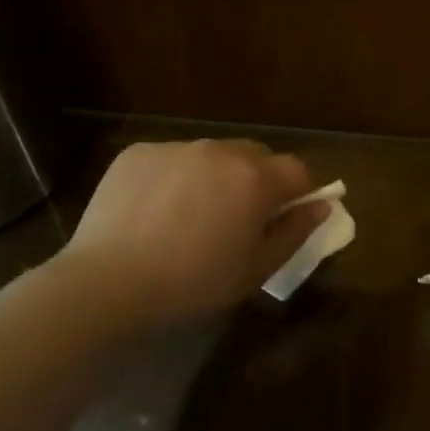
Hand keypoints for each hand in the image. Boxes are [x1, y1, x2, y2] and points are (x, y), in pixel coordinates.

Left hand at [57, 139, 323, 328]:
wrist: (108, 283)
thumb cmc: (193, 283)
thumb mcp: (256, 269)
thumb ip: (294, 232)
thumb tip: (320, 206)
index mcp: (255, 178)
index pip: (298, 170)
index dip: (298, 194)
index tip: (282, 219)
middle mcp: (219, 150)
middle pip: (256, 156)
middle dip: (258, 180)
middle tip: (237, 220)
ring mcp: (175, 147)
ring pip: (212, 155)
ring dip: (215, 176)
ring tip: (190, 216)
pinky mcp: (138, 152)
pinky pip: (172, 158)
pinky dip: (175, 177)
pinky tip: (155, 212)